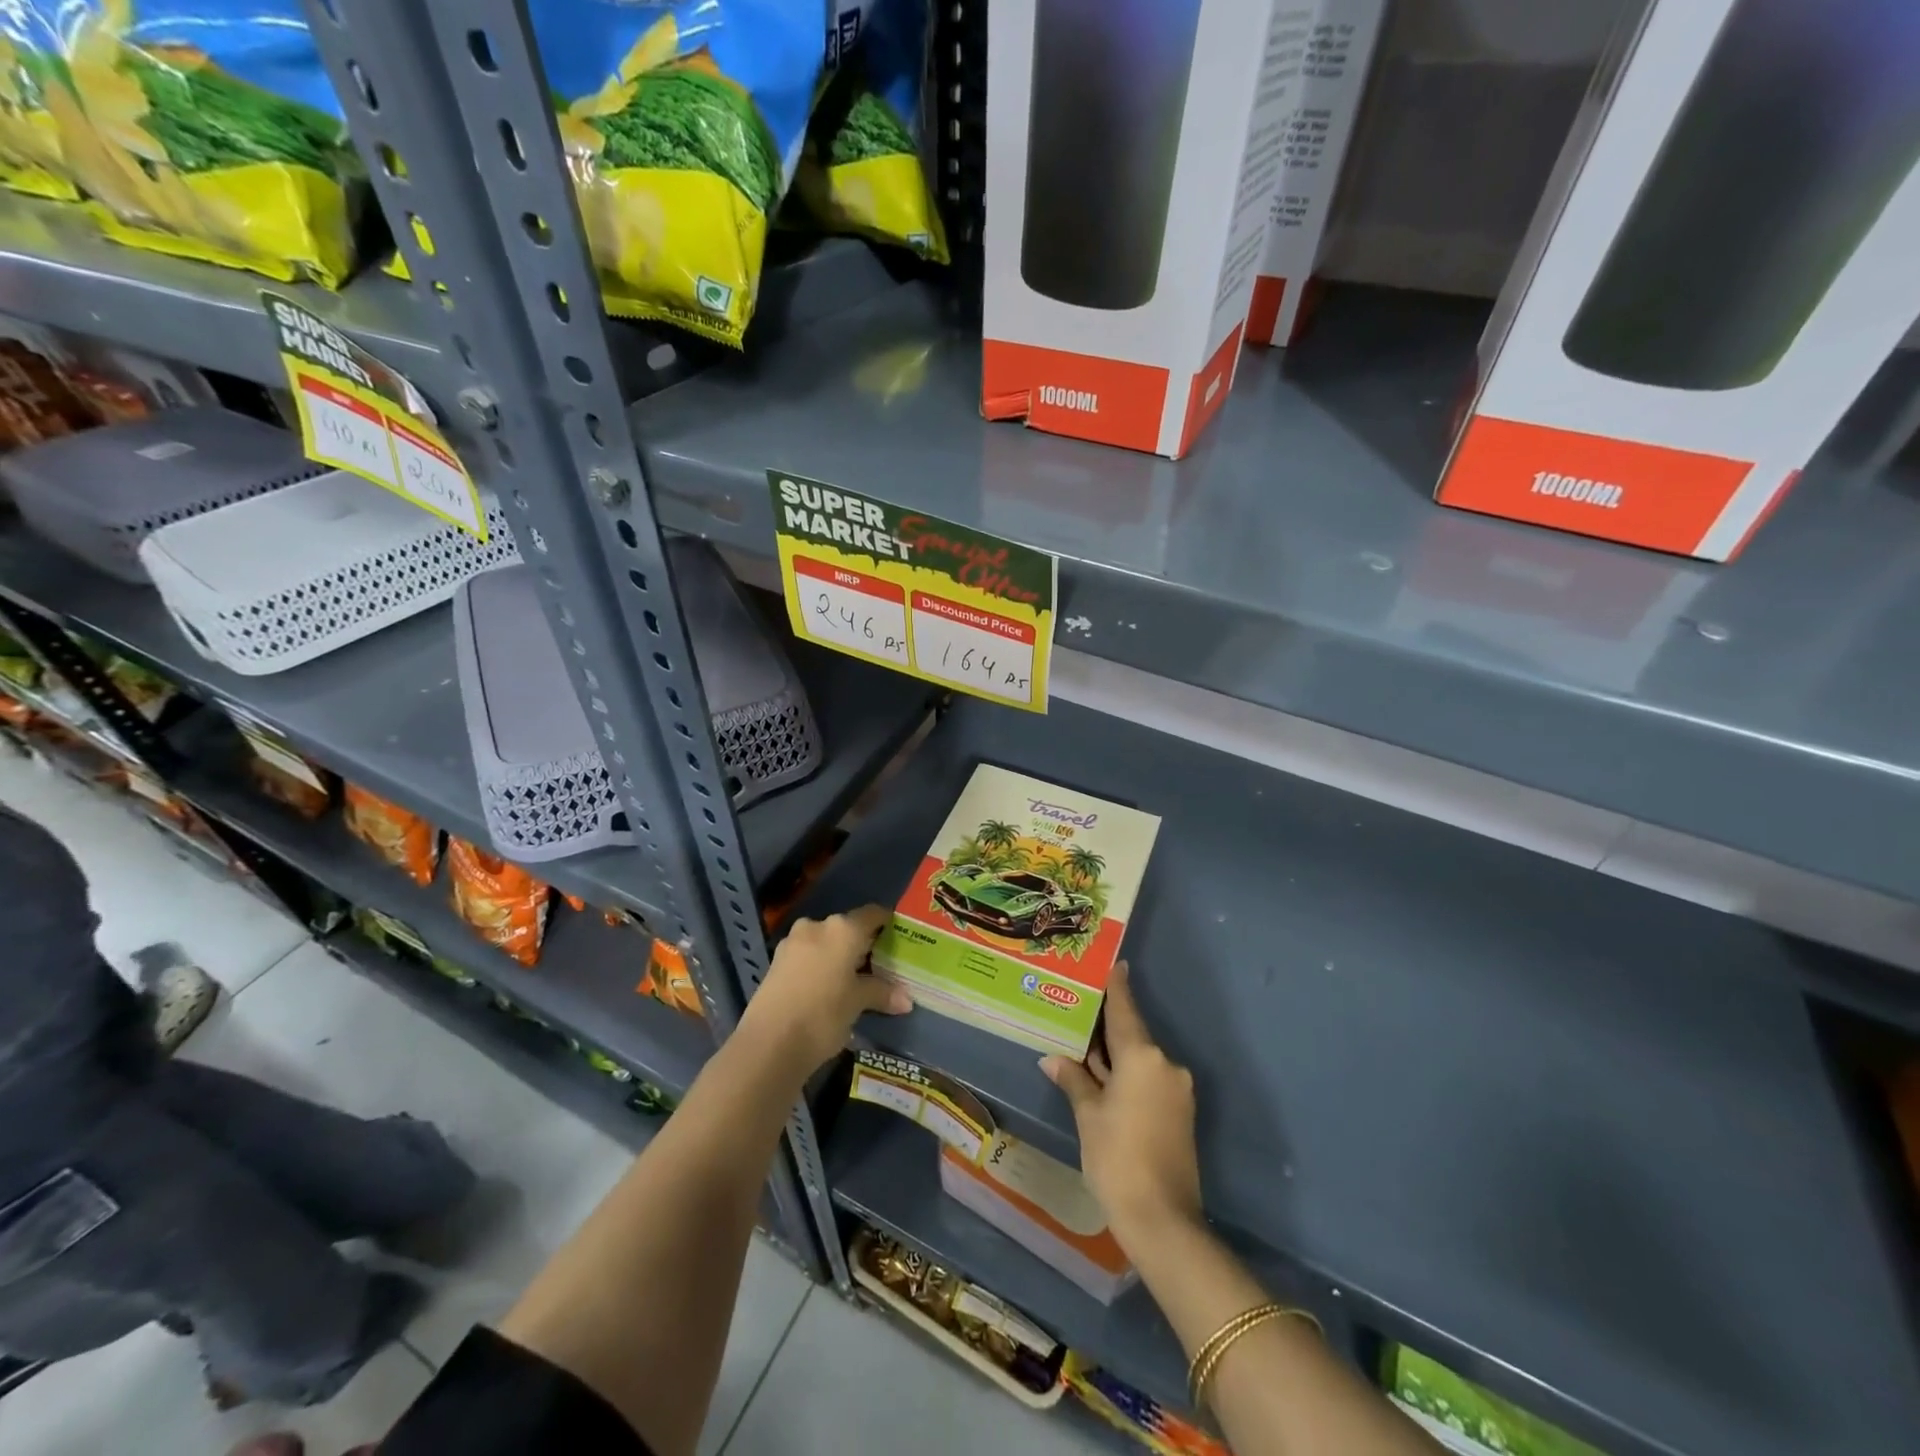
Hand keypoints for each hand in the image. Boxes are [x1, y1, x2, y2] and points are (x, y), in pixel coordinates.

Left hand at [743, 905, 911, 1074]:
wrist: (768, 1044)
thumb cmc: (823, 1015)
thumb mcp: (857, 1003)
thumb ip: (881, 994)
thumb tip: (906, 1000)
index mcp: (843, 929)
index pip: (873, 914)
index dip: (887, 924)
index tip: (898, 938)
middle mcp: (817, 926)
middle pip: (848, 928)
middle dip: (862, 944)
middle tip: (878, 965)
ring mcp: (793, 942)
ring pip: (825, 941)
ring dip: (838, 955)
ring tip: (852, 979)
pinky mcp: (776, 961)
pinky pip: (807, 955)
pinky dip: (819, 965)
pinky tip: (826, 987)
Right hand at [1041, 962, 1202, 1254]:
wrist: (1163, 1221)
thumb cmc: (1118, 1158)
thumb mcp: (1089, 1116)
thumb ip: (1074, 1079)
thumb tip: (1053, 1058)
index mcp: (1143, 1057)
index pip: (1125, 1011)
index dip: (1118, 987)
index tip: (1116, 964)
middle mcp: (1166, 1065)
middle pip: (1132, 1035)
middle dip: (1107, 1027)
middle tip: (1080, 1009)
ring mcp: (1177, 1090)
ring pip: (1140, 1060)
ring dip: (1115, 1055)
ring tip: (1084, 1046)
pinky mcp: (1180, 1113)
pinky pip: (1149, 1080)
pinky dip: (1127, 1075)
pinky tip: (1104, 1079)